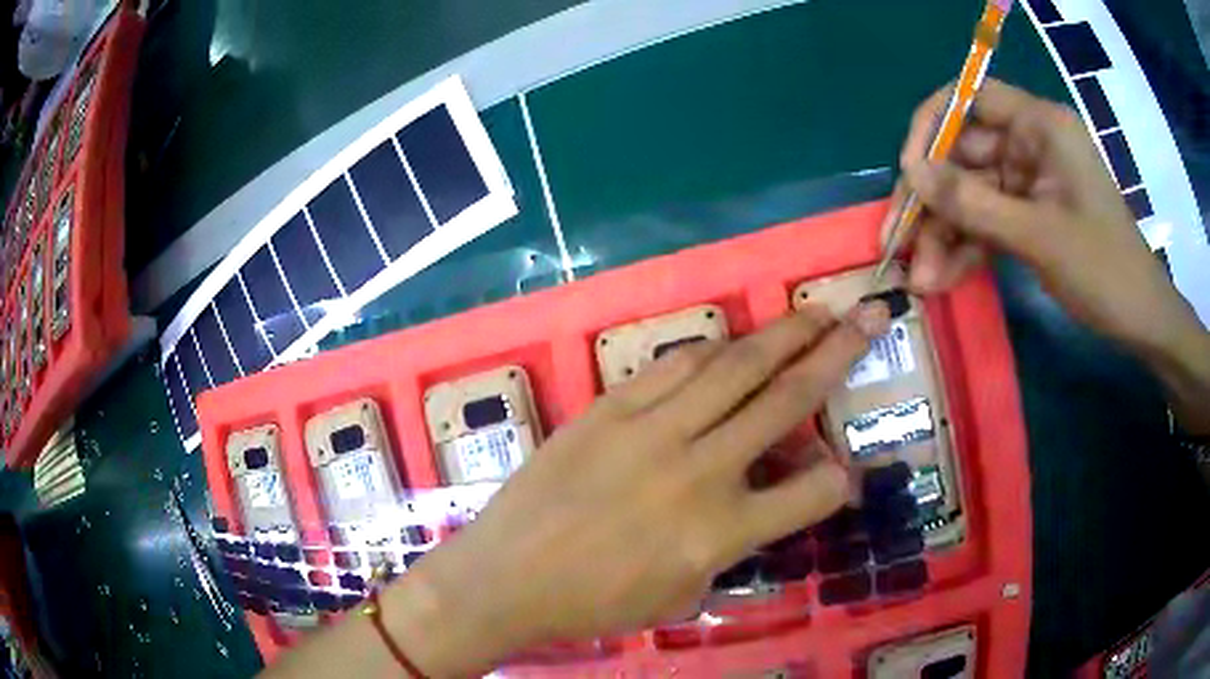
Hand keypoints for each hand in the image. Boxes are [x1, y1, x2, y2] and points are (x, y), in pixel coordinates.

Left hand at [396, 303, 890, 675]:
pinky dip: (713, 349)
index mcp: (720, 533)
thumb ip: (734, 543)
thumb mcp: (682, 594)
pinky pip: (673, 365)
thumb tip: (764, 496)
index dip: (841, 479)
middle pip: (786, 398)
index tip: (846, 473)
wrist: (506, 577)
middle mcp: (698, 471)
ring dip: (782, 334)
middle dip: (837, 352)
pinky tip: (735, 342)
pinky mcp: (609, 409)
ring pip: (734, 366)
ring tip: (814, 313)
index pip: (814, 492)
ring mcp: (650, 431)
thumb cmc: (594, 603)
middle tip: (868, 316)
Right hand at [888, 78, 1199, 355]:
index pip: (971, 98)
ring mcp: (1031, 181)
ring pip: (973, 194)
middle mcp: (1031, 143)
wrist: (1141, 321)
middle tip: (902, 243)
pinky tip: (945, 278)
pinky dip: (968, 248)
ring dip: (946, 234)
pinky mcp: (1031, 213)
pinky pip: (989, 221)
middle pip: (965, 154)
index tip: (909, 170)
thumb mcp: (1039, 236)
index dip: (933, 126)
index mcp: (1040, 126)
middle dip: (935, 201)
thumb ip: (974, 203)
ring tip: (922, 279)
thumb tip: (911, 174)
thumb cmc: (1104, 270)